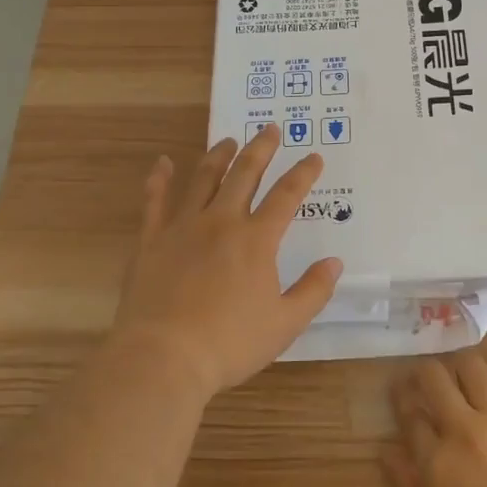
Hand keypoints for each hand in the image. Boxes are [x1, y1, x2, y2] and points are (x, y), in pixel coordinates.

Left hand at [111, 124, 341, 400]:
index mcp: (256, 239)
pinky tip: (163, 162)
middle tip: (269, 129)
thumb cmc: (229, 343)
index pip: (286, 195)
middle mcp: (221, 222)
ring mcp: (183, 227)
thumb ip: (313, 291)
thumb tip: (334, 263)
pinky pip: (155, 201)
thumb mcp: (285, 324)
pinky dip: (159, 179)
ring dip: (219, 156)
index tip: (313, 156)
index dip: (303, 173)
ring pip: (203, 178)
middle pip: (245, 174)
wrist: (164, 358)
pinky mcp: (151, 240)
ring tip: (228, 141)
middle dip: (261, 149)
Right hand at [383, 353, 486, 486]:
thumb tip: (386, 450)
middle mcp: (465, 430)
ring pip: (474, 366)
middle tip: (429, 382)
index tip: (403, 395)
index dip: (402, 400)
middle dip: (425, 374)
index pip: (410, 414)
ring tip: (468, 381)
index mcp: (437, 462)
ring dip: (465, 369)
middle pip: (434, 377)